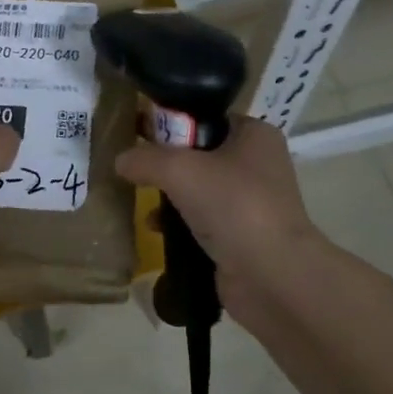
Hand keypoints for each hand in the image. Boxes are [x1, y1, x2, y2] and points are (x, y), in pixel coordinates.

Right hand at [114, 117, 328, 316]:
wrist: (272, 276)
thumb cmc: (232, 205)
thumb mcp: (179, 170)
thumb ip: (145, 158)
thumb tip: (120, 160)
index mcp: (254, 134)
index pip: (205, 117)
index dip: (170, 121)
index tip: (137, 131)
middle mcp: (257, 164)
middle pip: (199, 153)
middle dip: (165, 161)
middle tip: (134, 166)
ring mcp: (252, 202)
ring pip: (198, 188)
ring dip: (169, 194)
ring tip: (140, 198)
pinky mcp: (242, 235)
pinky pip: (202, 219)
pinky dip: (178, 222)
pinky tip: (156, 229)